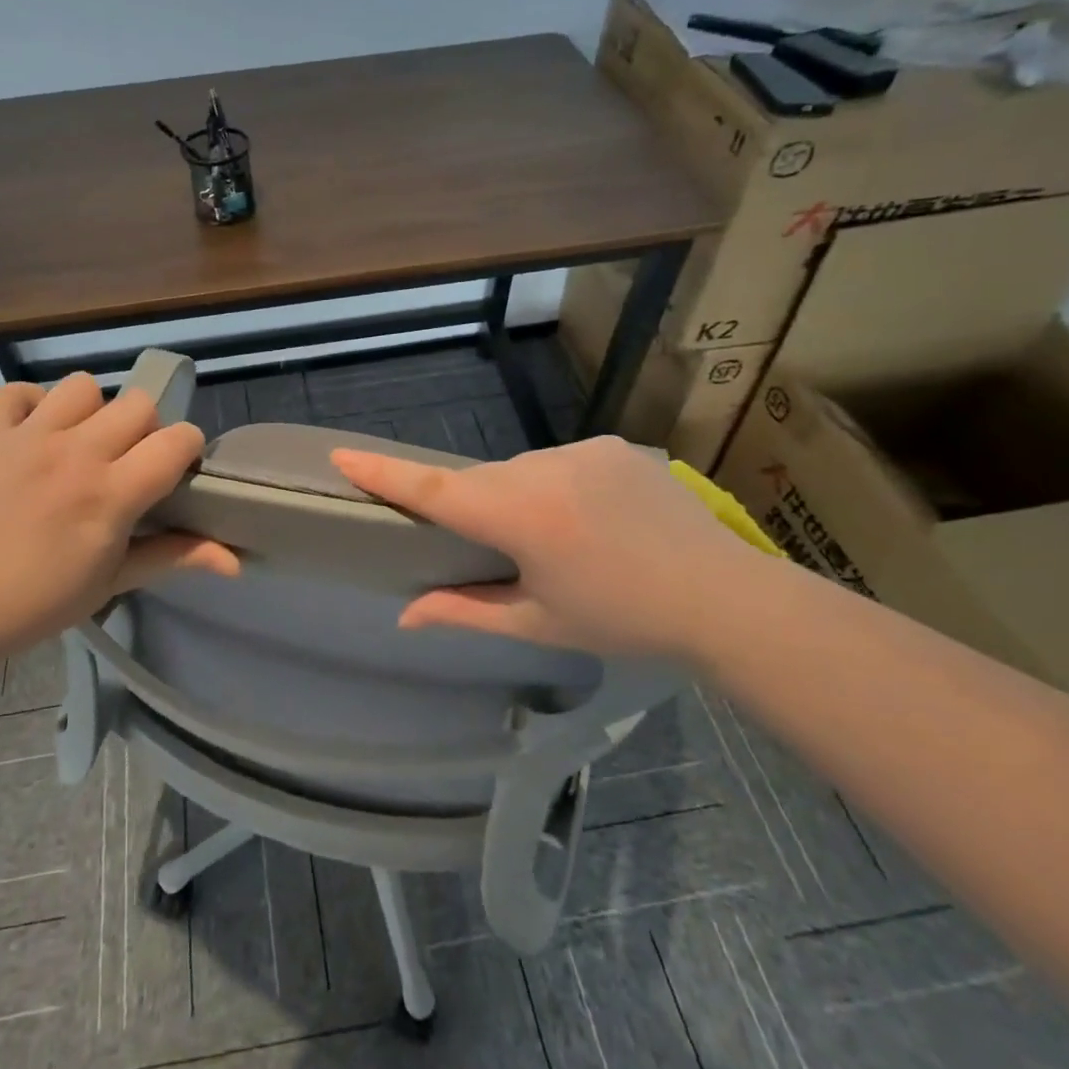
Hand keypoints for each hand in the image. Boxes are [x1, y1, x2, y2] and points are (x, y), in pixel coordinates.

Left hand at [0, 373, 236, 652]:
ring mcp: (29, 437)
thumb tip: (236, 562)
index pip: (177, 440)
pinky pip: (16, 392)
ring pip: (83, 386)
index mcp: (113, 492)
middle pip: (138, 404)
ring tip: (80, 444)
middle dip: (145, 430)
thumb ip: (176, 556)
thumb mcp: (116, 580)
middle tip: (128, 464)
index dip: (188, 450)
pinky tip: (34, 433)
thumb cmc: (42, 600)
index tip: (176, 472)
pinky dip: (30, 405)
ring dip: (92, 411)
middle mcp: (76, 452)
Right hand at [331, 436, 777, 657]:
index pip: (435, 491)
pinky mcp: (610, 445)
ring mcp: (581, 451)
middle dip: (477, 510)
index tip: (341, 454)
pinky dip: (557, 488)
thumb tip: (405, 615)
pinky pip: (559, 463)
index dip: (384, 474)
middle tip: (504, 551)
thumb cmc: (624, 621)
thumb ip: (465, 611)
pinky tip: (593, 523)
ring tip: (563, 542)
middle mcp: (544, 470)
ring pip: (520, 471)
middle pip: (480, 481)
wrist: (726, 598)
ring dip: (521, 500)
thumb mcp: (539, 623)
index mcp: (522, 518)